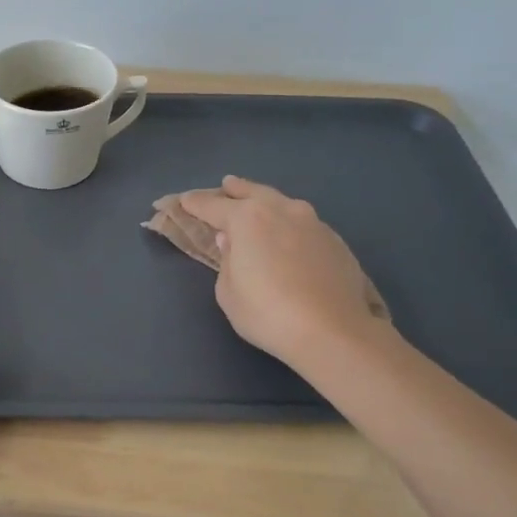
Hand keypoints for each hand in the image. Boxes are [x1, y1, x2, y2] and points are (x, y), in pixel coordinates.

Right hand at [180, 176, 392, 379]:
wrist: (332, 331)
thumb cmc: (266, 313)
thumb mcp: (228, 292)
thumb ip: (226, 260)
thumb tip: (231, 241)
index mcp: (247, 219)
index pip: (212, 205)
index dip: (194, 203)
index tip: (182, 201)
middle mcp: (281, 210)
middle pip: (252, 191)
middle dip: (235, 189)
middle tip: (225, 185)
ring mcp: (313, 222)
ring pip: (282, 203)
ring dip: (265, 201)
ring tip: (257, 204)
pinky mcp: (334, 240)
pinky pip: (303, 223)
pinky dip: (288, 223)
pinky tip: (288, 235)